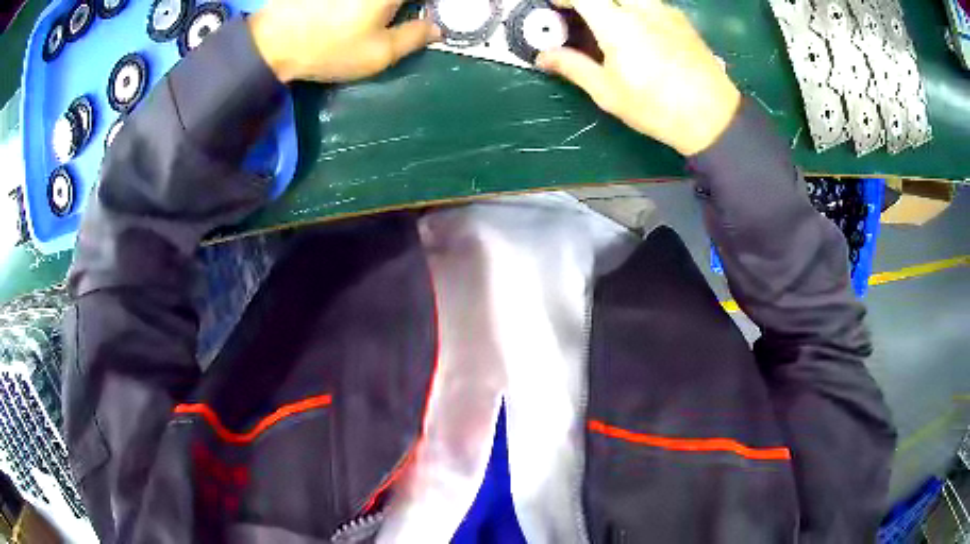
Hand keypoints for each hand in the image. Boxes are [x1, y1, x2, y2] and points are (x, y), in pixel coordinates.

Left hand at [249, 0, 438, 83]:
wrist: (273, 41)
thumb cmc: (330, 48)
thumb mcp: (379, 53)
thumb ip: (415, 37)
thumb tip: (436, 28)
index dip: (434, 8)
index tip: (432, 16)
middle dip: (412, 7)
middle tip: (410, 18)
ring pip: (383, 0)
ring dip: (388, 8)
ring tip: (382, 18)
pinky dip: (366, 6)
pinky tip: (353, 14)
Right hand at [537, 0, 740, 155]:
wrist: (713, 117)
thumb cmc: (657, 107)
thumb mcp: (608, 92)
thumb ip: (573, 67)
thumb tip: (543, 57)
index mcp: (617, 24)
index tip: (556, 5)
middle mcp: (642, 9)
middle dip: (590, 0)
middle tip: (581, 13)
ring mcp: (666, 12)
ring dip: (616, 4)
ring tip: (610, 23)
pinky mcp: (682, 20)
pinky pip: (652, 3)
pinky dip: (637, 8)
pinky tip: (640, 31)